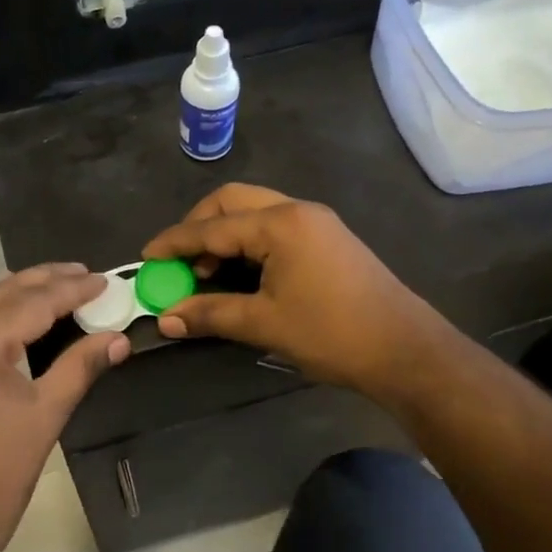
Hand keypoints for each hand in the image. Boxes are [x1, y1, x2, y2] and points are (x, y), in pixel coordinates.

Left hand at [0, 265, 129, 551]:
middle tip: (85, 274)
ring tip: (59, 284)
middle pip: (3, 292)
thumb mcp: (46, 416)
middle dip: (46, 280)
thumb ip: (81, 367)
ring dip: (20, 290)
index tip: (105, 280)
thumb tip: (119, 339)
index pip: (33, 302)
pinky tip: (19, 310)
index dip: (73, 290)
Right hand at [141, 184, 456, 401]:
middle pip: (232, 202)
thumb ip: (210, 314)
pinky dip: (248, 243)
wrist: (405, 350)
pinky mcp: (327, 239)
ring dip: (224, 235)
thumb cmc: (331, 333)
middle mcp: (296, 210)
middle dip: (198, 227)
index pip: (212, 226)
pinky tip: (241, 273)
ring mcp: (316, 222)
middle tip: (178, 261)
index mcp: (279, 224)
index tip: (145, 258)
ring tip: (206, 272)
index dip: (174, 242)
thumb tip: (165, 318)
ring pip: (255, 213)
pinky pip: (275, 228)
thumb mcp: (264, 323)